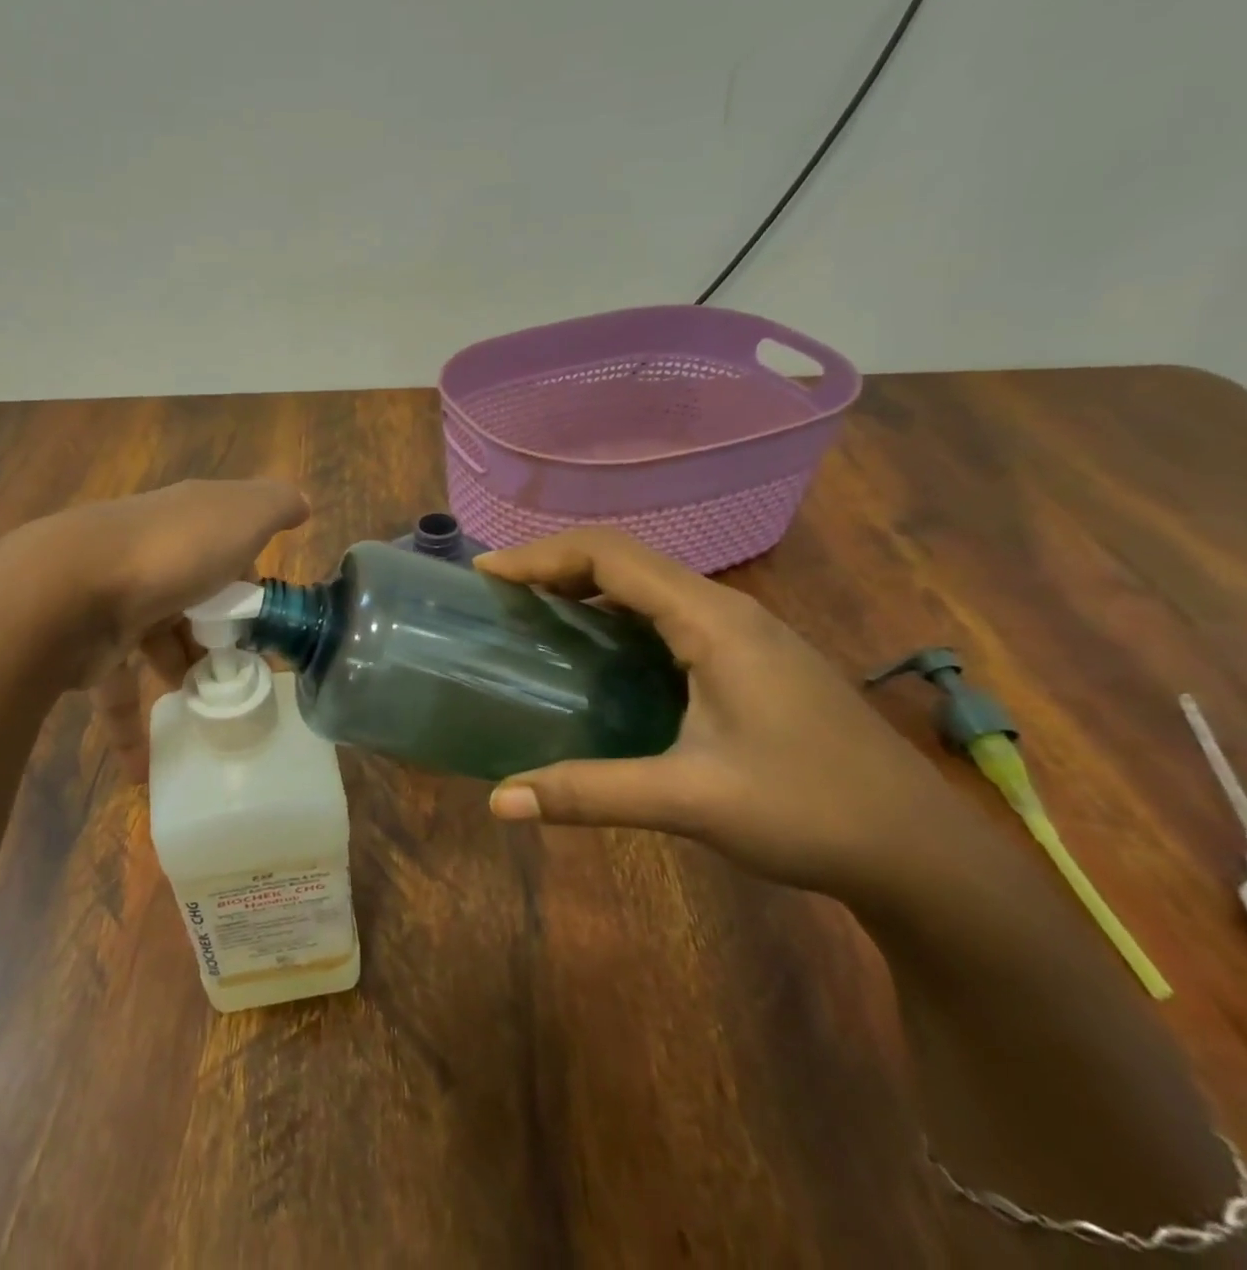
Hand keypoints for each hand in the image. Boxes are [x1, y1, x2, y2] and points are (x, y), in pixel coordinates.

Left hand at [0, 479, 307, 779]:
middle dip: (217, 635)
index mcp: (186, 525)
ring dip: (181, 675)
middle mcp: (150, 559)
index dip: (248, 583)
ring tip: (211, 713)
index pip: (225, 550)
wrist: (68, 588)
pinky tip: (146, 770)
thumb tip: (302, 503)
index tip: (267, 622)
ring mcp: (114, 603)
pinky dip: (130, 731)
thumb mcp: (241, 515)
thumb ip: (275, 506)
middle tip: (244, 674)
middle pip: (191, 599)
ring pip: (155, 644)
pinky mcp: (88, 650)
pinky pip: (116, 695)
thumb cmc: (173, 551)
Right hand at [476, 529, 983, 908]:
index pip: (610, 555)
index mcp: (713, 621)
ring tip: (531, 613)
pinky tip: (595, 653)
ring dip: (585, 587)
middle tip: (498, 595)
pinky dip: (615, 615)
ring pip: (648, 585)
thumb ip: (589, 793)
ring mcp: (744, 632)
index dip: (540, 556)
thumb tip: (499, 801)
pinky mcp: (749, 658)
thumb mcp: (690, 800)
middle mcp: (727, 610)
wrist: (922, 853)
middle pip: (625, 559)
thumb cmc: (811, 812)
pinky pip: (666, 614)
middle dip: (554, 565)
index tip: (485, 575)